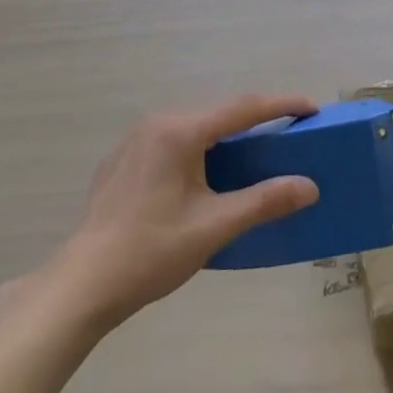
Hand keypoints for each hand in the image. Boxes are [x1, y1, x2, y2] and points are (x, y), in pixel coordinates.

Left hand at [50, 94, 319, 329]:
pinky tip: (202, 175)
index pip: (244, 107)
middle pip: (218, 113)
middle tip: (286, 133)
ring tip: (250, 153)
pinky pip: (171, 141)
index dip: (282, 105)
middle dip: (255, 119)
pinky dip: (197, 148)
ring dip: (224, 135)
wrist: (79, 287)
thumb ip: (264, 202)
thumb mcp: (214, 227)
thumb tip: (309, 186)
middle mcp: (158, 122)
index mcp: (182, 131)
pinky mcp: (121, 161)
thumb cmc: (151, 252)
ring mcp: (135, 140)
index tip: (312, 108)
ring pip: (193, 126)